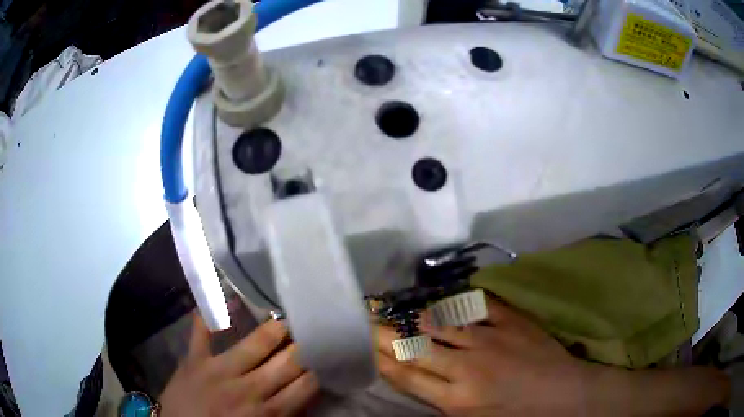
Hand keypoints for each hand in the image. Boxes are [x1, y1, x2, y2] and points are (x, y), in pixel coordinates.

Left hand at [159, 314, 318, 416]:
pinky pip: (203, 331)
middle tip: (317, 325)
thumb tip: (306, 389)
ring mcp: (219, 370)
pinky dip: (211, 312)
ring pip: (256, 343)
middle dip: (306, 344)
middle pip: (288, 361)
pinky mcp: (194, 359)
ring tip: (289, 313)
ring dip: (276, 327)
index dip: (321, 366)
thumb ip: (286, 413)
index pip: (306, 384)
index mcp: (269, 412)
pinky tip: (224, 292)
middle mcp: (249, 388)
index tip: (329, 350)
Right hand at [376, 297, 587, 415]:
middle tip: (367, 320)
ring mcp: (490, 339)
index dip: (382, 358)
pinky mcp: (511, 321)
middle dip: (386, 334)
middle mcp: (466, 368)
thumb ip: (441, 402)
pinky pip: (477, 306)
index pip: (407, 375)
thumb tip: (414, 380)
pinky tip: (441, 298)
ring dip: (415, 316)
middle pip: (416, 347)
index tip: (365, 345)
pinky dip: (455, 302)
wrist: (564, 395)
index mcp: (455, 400)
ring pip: (441, 323)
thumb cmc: (518, 416)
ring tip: (395, 307)